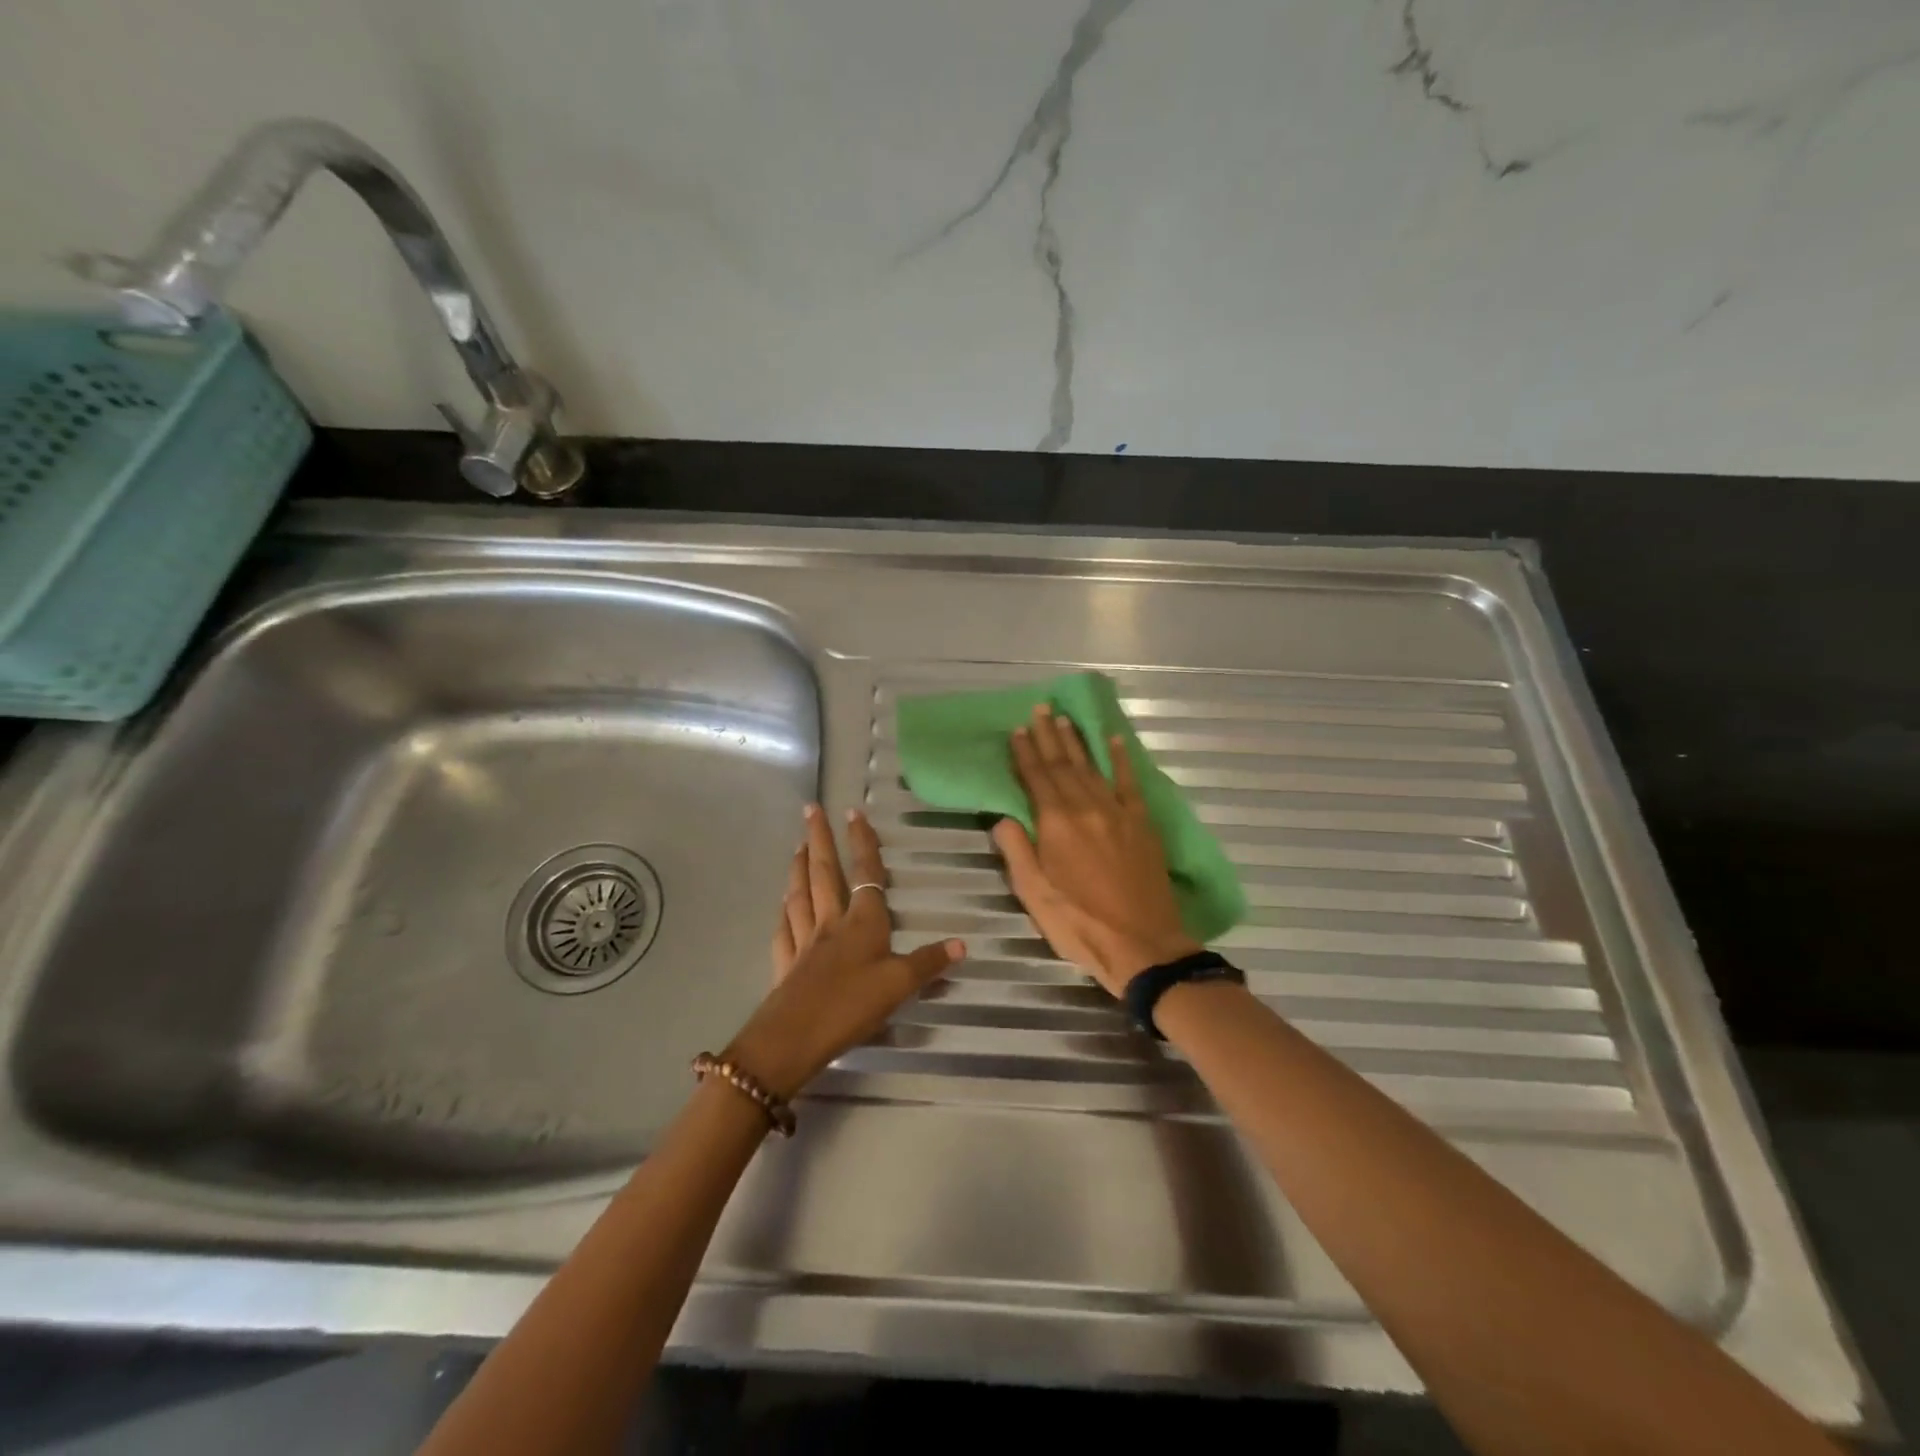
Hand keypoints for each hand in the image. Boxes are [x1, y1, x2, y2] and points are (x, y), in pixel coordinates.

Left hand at [725, 804, 963, 1099]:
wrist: (793, 1039)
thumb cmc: (851, 1006)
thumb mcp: (899, 985)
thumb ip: (929, 963)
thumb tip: (963, 943)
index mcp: (862, 922)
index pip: (865, 873)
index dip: (861, 842)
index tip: (853, 812)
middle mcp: (830, 923)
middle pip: (823, 873)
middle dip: (818, 839)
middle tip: (809, 809)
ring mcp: (804, 941)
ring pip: (800, 894)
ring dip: (798, 867)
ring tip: (796, 846)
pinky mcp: (785, 963)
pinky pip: (784, 928)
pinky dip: (784, 911)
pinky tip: (783, 905)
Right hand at [992, 703, 1199, 998]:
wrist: (1143, 945)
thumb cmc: (1079, 924)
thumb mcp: (1034, 895)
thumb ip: (1017, 851)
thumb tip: (1002, 817)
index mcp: (1056, 825)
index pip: (1036, 779)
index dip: (1025, 753)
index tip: (1016, 730)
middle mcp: (1086, 808)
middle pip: (1064, 764)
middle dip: (1049, 736)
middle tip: (1040, 709)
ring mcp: (1118, 813)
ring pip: (1092, 767)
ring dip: (1077, 741)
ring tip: (1065, 719)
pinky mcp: (1142, 824)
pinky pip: (1130, 783)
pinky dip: (1121, 760)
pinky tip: (1114, 741)